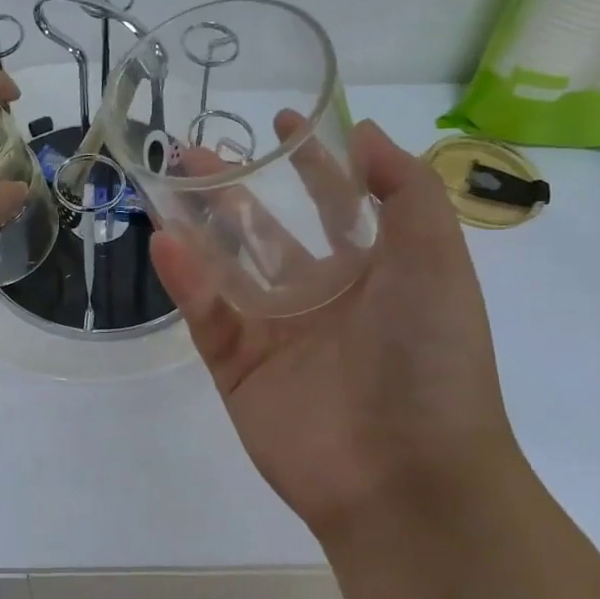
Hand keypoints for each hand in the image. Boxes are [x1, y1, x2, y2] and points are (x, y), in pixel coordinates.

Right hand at [151, 120, 523, 541]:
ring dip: (196, 225)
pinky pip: (206, 314)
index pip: (333, 202)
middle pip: (263, 228)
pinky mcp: (237, 367)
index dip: (310, 160)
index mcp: (369, 271)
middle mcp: (318, 295)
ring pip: (224, 266)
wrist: (409, 478)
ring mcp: (273, 332)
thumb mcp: (436, 260)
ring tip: (163, 184)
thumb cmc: (430, 357)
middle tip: (190, 150)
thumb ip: (405, 191)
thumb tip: (366, 132)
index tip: (281, 120)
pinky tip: (165, 242)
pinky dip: (185, 280)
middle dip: (231, 188)